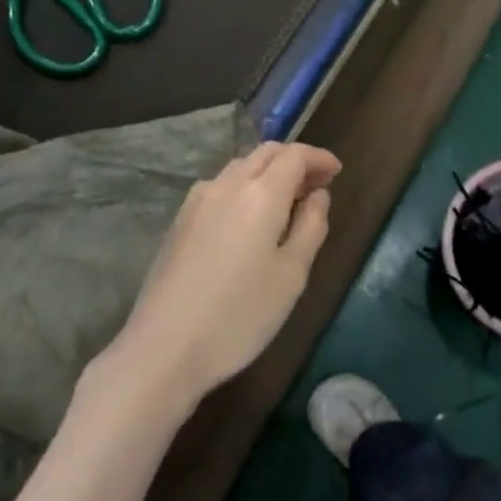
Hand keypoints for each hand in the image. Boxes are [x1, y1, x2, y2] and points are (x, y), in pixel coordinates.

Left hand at [109, 142, 341, 404]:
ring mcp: (198, 200)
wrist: (163, 348)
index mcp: (260, 194)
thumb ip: (311, 227)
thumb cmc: (239, 315)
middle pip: (266, 153)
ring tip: (286, 204)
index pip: (295, 155)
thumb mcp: (291, 275)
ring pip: (241, 167)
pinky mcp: (180, 219)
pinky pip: (221, 186)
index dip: (319, 158)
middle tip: (316, 187)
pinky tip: (249, 220)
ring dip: (268, 173)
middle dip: (294, 161)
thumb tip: (318, 195)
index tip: (336, 172)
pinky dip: (244, 187)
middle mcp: (227, 184)